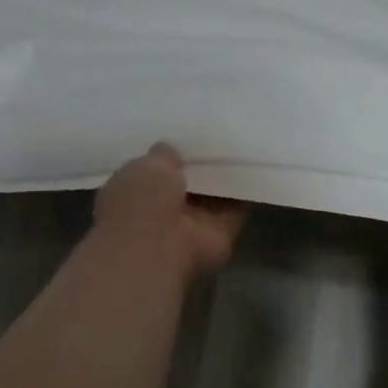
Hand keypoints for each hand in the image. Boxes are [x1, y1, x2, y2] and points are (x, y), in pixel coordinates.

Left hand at [92, 143, 246, 279]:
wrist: (159, 247)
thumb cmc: (141, 202)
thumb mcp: (147, 166)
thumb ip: (162, 156)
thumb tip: (171, 149)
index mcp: (133, 193)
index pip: (152, 172)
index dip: (168, 158)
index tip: (186, 139)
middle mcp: (161, 210)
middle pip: (185, 184)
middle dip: (198, 167)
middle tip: (218, 139)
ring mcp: (190, 224)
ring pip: (211, 197)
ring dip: (223, 179)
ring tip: (240, 148)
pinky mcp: (219, 233)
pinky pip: (236, 208)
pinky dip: (245, 194)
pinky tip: (255, 169)